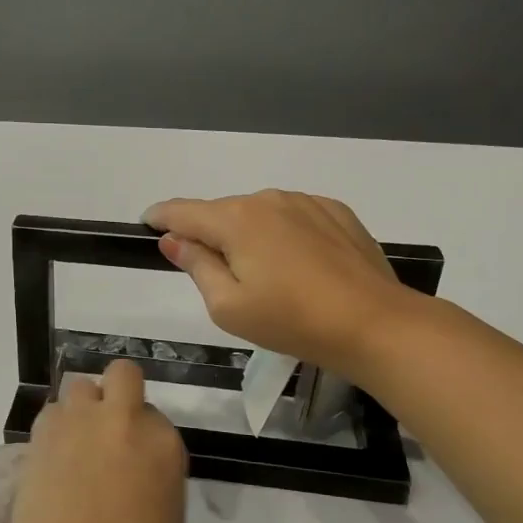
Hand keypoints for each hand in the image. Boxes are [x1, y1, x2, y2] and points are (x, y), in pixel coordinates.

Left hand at [0, 360, 187, 522]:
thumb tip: (137, 466)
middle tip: (108, 428)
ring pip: (80, 386)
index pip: (157, 418)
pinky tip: (52, 457)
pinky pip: (52, 411)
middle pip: (122, 374)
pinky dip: (54, 427)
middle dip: (117, 391)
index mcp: (165, 444)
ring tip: (74, 443)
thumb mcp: (168, 519)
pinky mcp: (42, 430)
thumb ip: (157, 476)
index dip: (144, 435)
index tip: (135, 460)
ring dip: (81, 408)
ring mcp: (81, 419)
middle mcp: (124, 419)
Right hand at [145, 189, 419, 378]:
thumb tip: (173, 239)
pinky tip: (296, 263)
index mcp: (235, 220)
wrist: (374, 323)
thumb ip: (196, 266)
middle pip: (221, 213)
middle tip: (214, 274)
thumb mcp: (228, 306)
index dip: (160, 217)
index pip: (183, 211)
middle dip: (209, 234)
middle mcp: (267, 199)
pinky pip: (292, 216)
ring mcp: (305, 202)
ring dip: (247, 234)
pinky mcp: (336, 212)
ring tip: (262, 274)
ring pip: (258, 213)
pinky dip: (281, 233)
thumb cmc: (292, 321)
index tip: (148, 224)